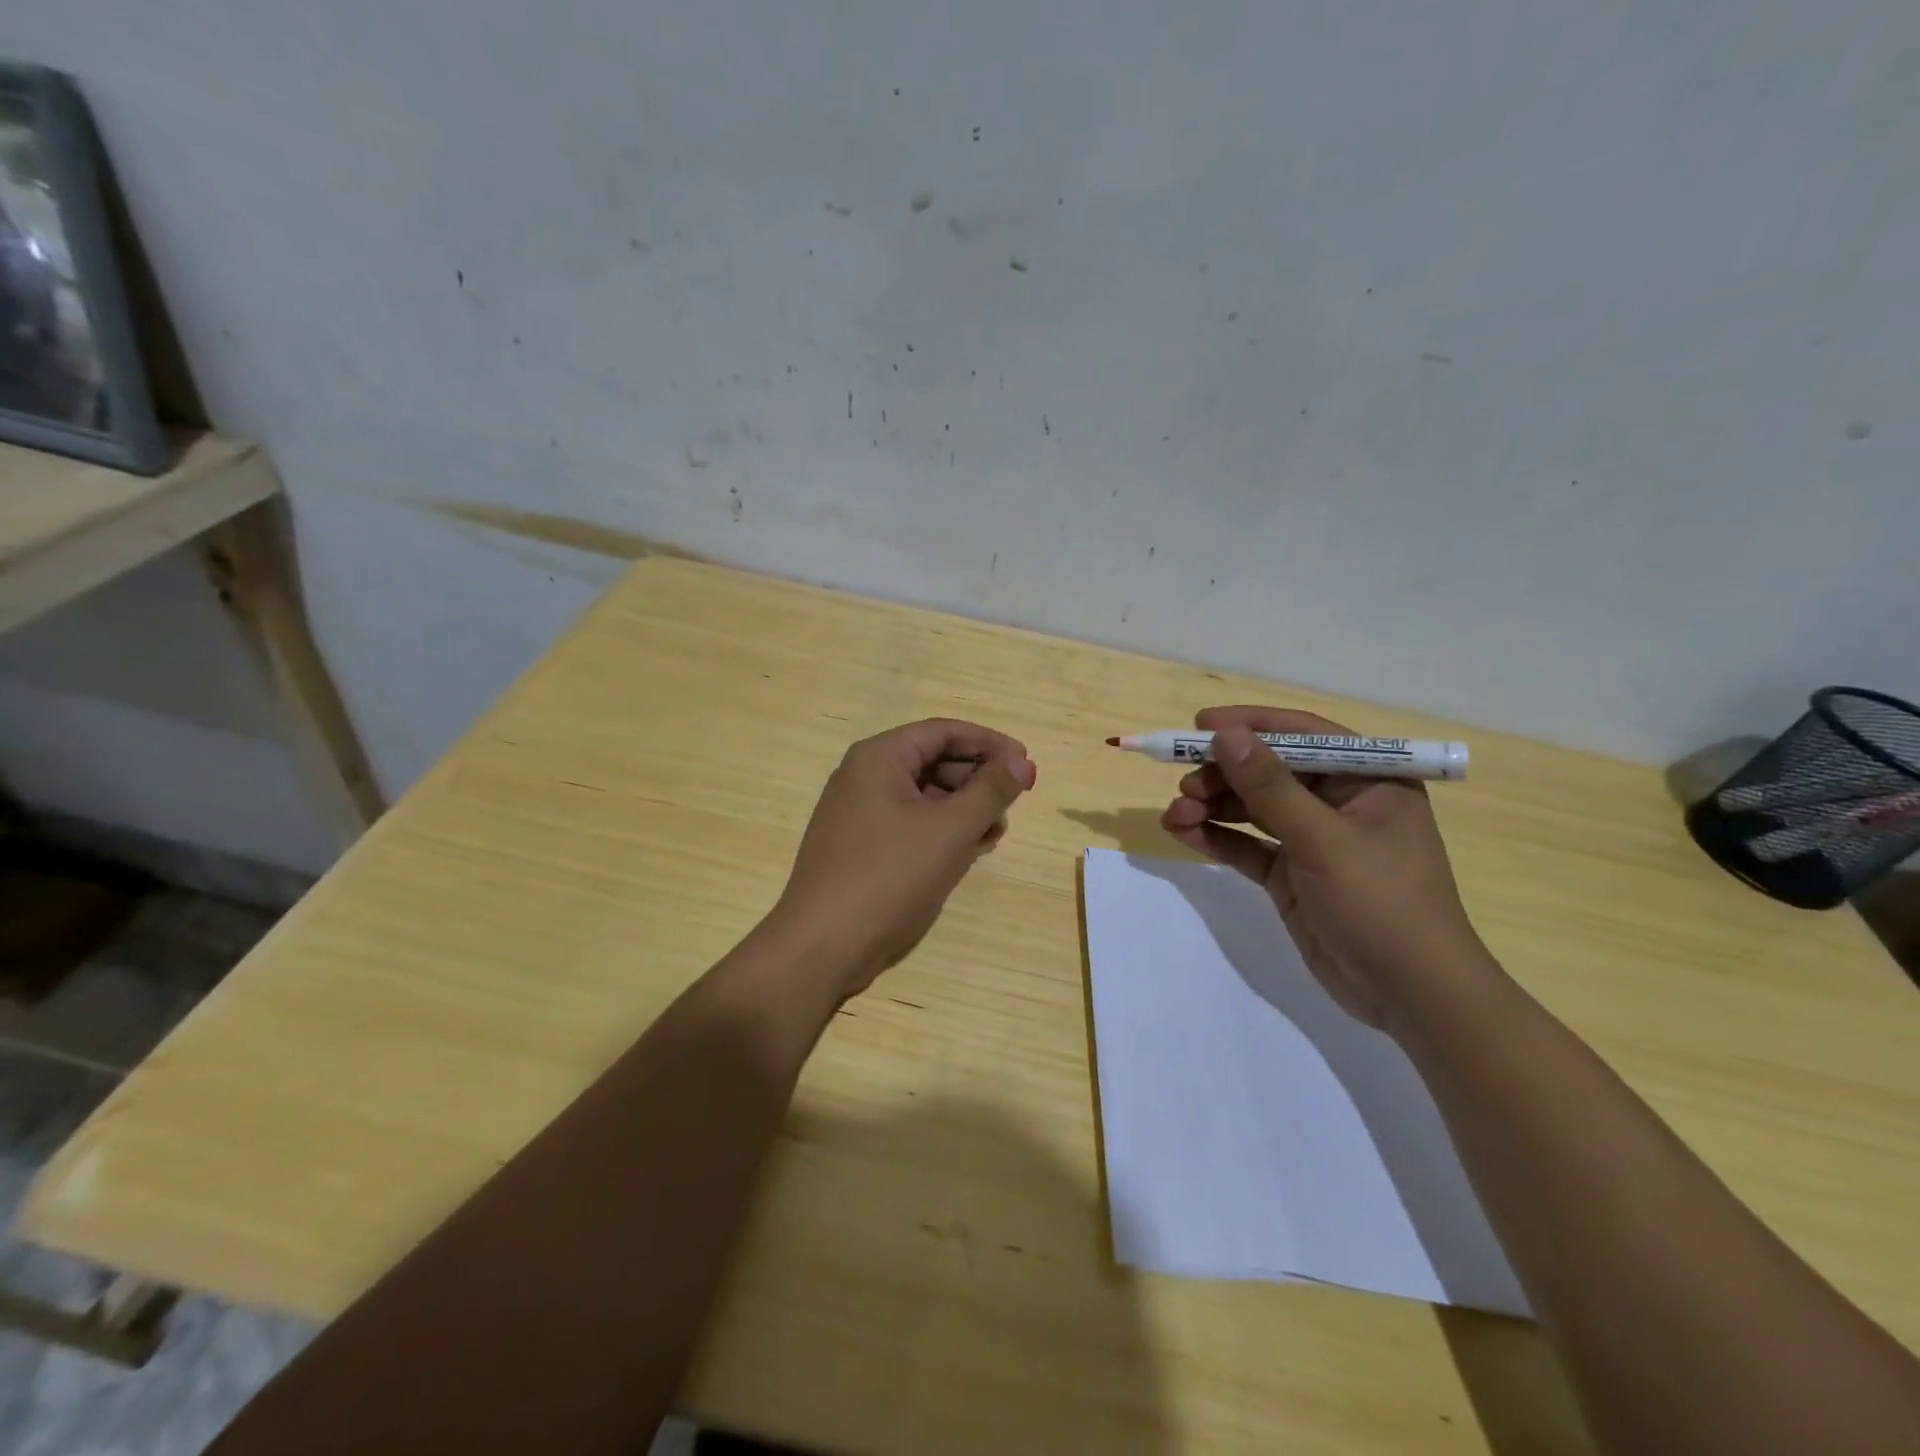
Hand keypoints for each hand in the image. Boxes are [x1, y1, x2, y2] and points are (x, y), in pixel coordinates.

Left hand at [770, 719, 1035, 997]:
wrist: (822, 945)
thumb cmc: (889, 877)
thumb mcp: (950, 830)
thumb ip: (991, 790)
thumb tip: (1020, 761)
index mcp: (880, 758)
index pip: (944, 732)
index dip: (990, 744)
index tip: (1026, 764)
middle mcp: (865, 776)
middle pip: (934, 761)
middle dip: (978, 780)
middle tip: (1012, 805)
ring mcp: (859, 813)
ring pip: (924, 796)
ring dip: (964, 809)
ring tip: (994, 835)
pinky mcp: (861, 846)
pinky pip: (910, 823)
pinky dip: (942, 831)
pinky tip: (968, 851)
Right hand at [1160, 706, 1485, 1031]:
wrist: (1410, 996)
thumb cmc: (1381, 902)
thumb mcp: (1322, 839)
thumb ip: (1269, 786)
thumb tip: (1225, 734)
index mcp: (1368, 780)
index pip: (1303, 735)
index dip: (1251, 725)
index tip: (1199, 725)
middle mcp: (1339, 803)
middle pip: (1270, 772)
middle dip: (1223, 775)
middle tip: (1184, 785)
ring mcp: (1313, 841)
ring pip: (1252, 809)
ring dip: (1212, 807)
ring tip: (1175, 814)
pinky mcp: (1291, 876)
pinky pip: (1247, 846)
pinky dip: (1216, 838)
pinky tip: (1182, 833)